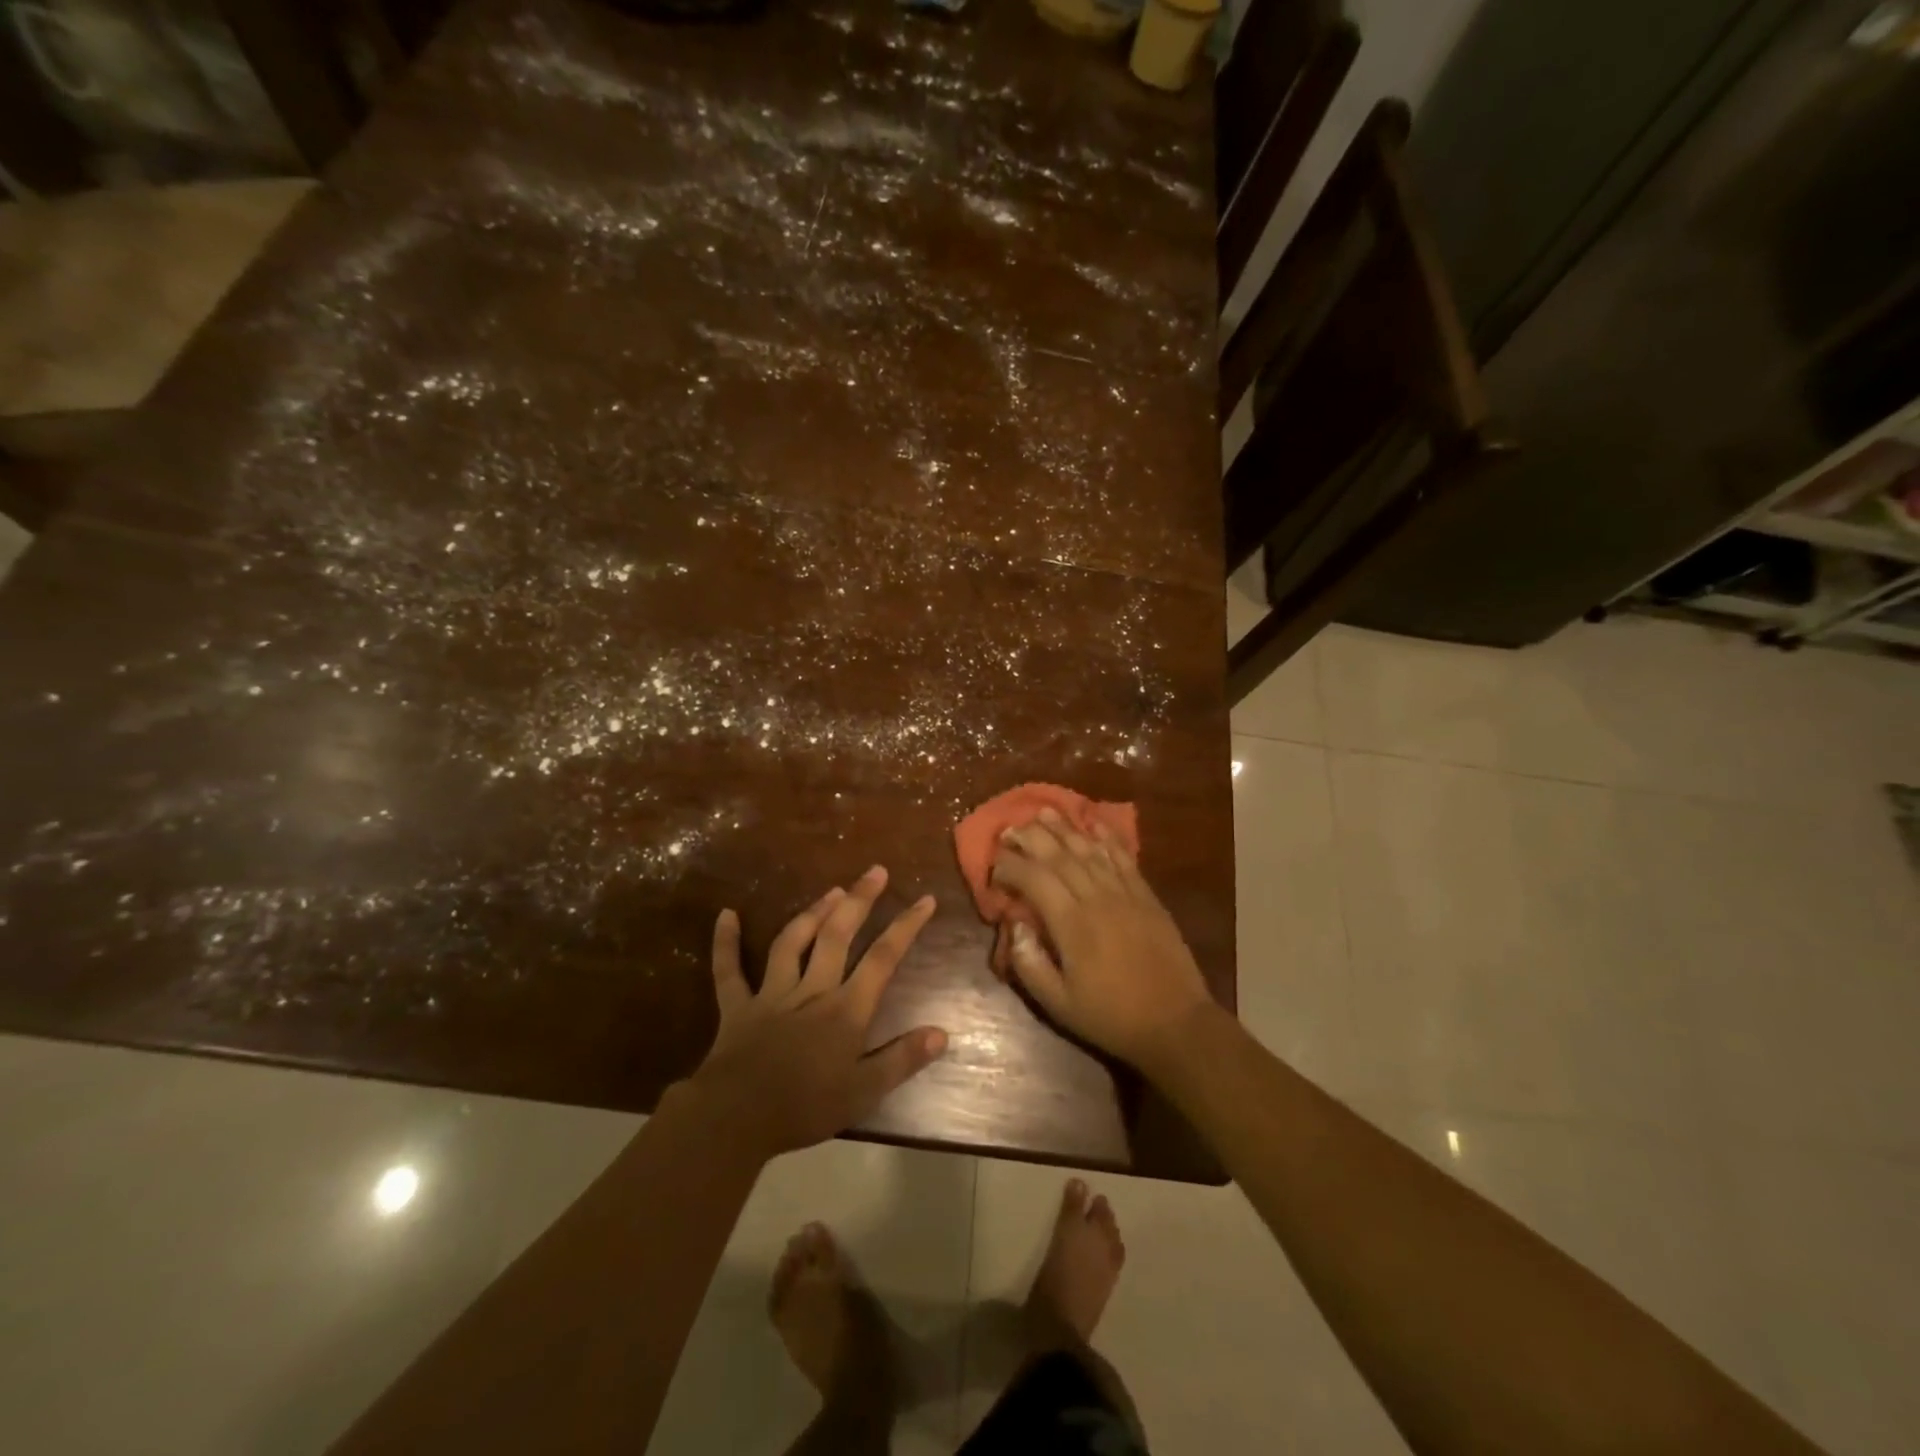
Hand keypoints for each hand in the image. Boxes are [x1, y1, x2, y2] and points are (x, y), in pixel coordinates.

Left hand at [686, 866, 947, 1158]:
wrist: (736, 1118)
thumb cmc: (805, 1107)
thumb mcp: (863, 1092)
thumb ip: (902, 1060)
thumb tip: (941, 1033)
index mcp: (845, 1009)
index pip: (883, 958)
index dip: (906, 926)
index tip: (925, 899)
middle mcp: (812, 990)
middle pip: (838, 935)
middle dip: (859, 900)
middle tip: (875, 871)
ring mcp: (772, 994)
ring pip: (792, 942)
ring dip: (812, 913)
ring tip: (832, 890)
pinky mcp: (737, 1006)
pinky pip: (729, 970)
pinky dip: (725, 943)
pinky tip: (725, 915)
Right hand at [990, 809, 1213, 1074]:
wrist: (1175, 1023)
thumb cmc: (1111, 1017)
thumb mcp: (1058, 1005)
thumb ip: (1030, 964)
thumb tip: (1013, 925)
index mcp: (1072, 924)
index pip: (1034, 880)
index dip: (1010, 867)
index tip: (994, 868)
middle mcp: (1097, 898)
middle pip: (1059, 855)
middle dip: (1031, 837)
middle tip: (1010, 828)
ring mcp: (1125, 893)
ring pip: (1089, 850)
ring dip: (1064, 828)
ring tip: (1043, 811)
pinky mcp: (1146, 895)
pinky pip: (1123, 857)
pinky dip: (1106, 836)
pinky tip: (1094, 821)